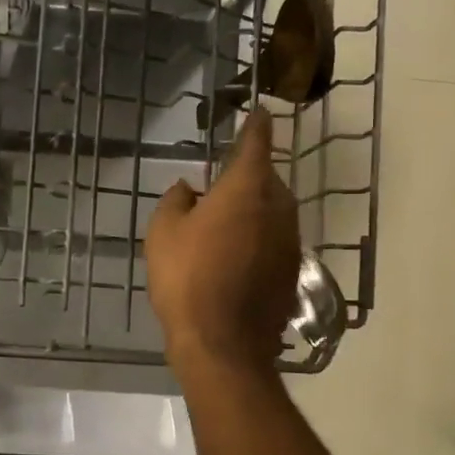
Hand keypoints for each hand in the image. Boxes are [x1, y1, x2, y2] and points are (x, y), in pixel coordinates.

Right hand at [146, 107, 299, 373]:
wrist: (223, 343)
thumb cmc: (187, 278)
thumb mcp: (163, 232)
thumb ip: (176, 201)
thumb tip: (189, 189)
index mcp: (247, 189)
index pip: (256, 143)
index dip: (255, 125)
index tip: (259, 111)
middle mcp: (278, 208)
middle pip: (268, 180)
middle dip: (249, 176)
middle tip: (223, 182)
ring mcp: (290, 242)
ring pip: (274, 212)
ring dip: (254, 210)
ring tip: (226, 222)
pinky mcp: (291, 271)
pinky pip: (275, 241)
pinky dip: (259, 239)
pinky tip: (236, 256)